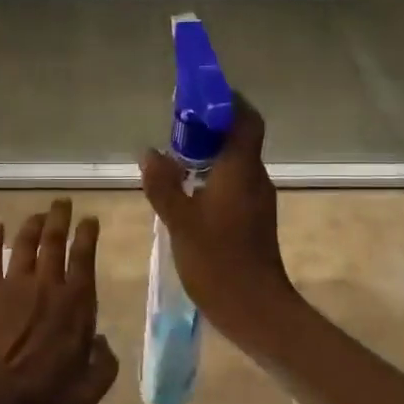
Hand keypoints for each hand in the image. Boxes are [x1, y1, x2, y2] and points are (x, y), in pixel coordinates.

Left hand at [0, 199, 117, 403]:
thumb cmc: (41, 396)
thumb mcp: (88, 391)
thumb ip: (105, 365)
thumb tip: (104, 342)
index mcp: (76, 304)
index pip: (84, 258)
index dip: (87, 235)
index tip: (89, 219)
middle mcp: (48, 285)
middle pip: (55, 241)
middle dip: (61, 218)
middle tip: (63, 202)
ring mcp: (14, 284)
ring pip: (25, 243)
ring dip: (33, 224)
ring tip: (39, 213)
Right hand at [139, 95, 299, 348]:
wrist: (254, 308)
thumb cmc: (218, 260)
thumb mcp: (180, 221)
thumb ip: (163, 184)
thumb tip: (148, 152)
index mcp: (241, 169)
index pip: (245, 119)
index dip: (227, 101)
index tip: (199, 95)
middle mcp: (254, 177)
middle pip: (238, 137)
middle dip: (210, 125)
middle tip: (175, 124)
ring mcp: (255, 199)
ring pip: (234, 161)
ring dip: (208, 151)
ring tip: (174, 154)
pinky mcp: (251, 218)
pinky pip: (232, 182)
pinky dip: (211, 175)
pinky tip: (185, 188)